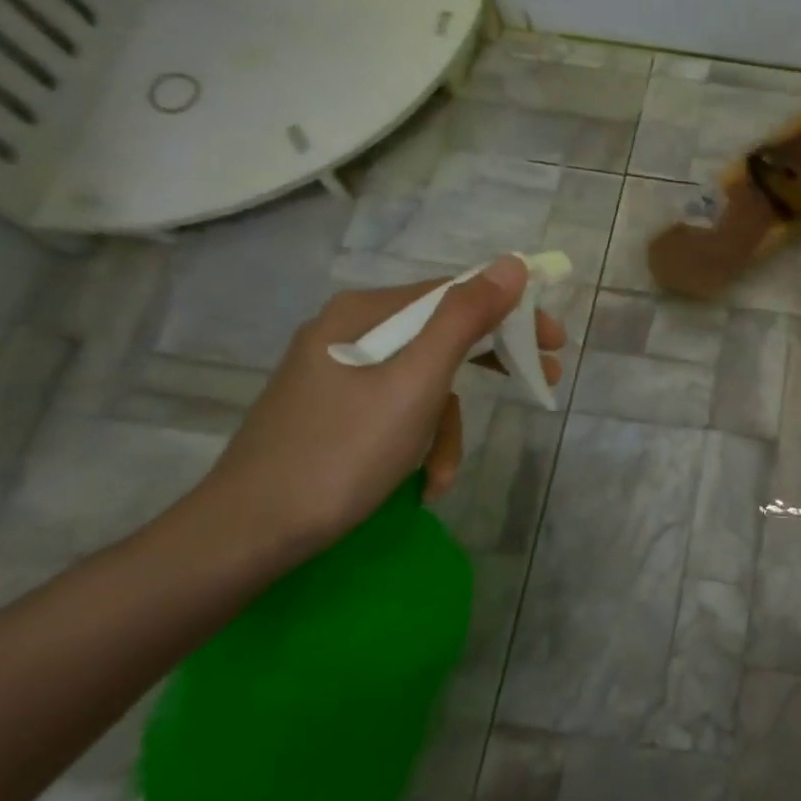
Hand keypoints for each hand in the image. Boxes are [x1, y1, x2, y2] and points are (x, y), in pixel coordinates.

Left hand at [189, 256, 565, 571]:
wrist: (245, 536)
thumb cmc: (340, 453)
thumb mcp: (416, 383)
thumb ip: (465, 319)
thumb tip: (512, 264)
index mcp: (364, 314)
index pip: (455, 294)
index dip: (512, 313)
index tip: (554, 343)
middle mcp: (349, 332)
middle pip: (441, 334)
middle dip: (490, 364)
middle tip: (542, 379)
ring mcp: (337, 373)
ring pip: (422, 380)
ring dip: (446, 426)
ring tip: (445, 474)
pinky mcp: (333, 411)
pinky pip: (396, 409)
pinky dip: (417, 442)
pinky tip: (422, 481)